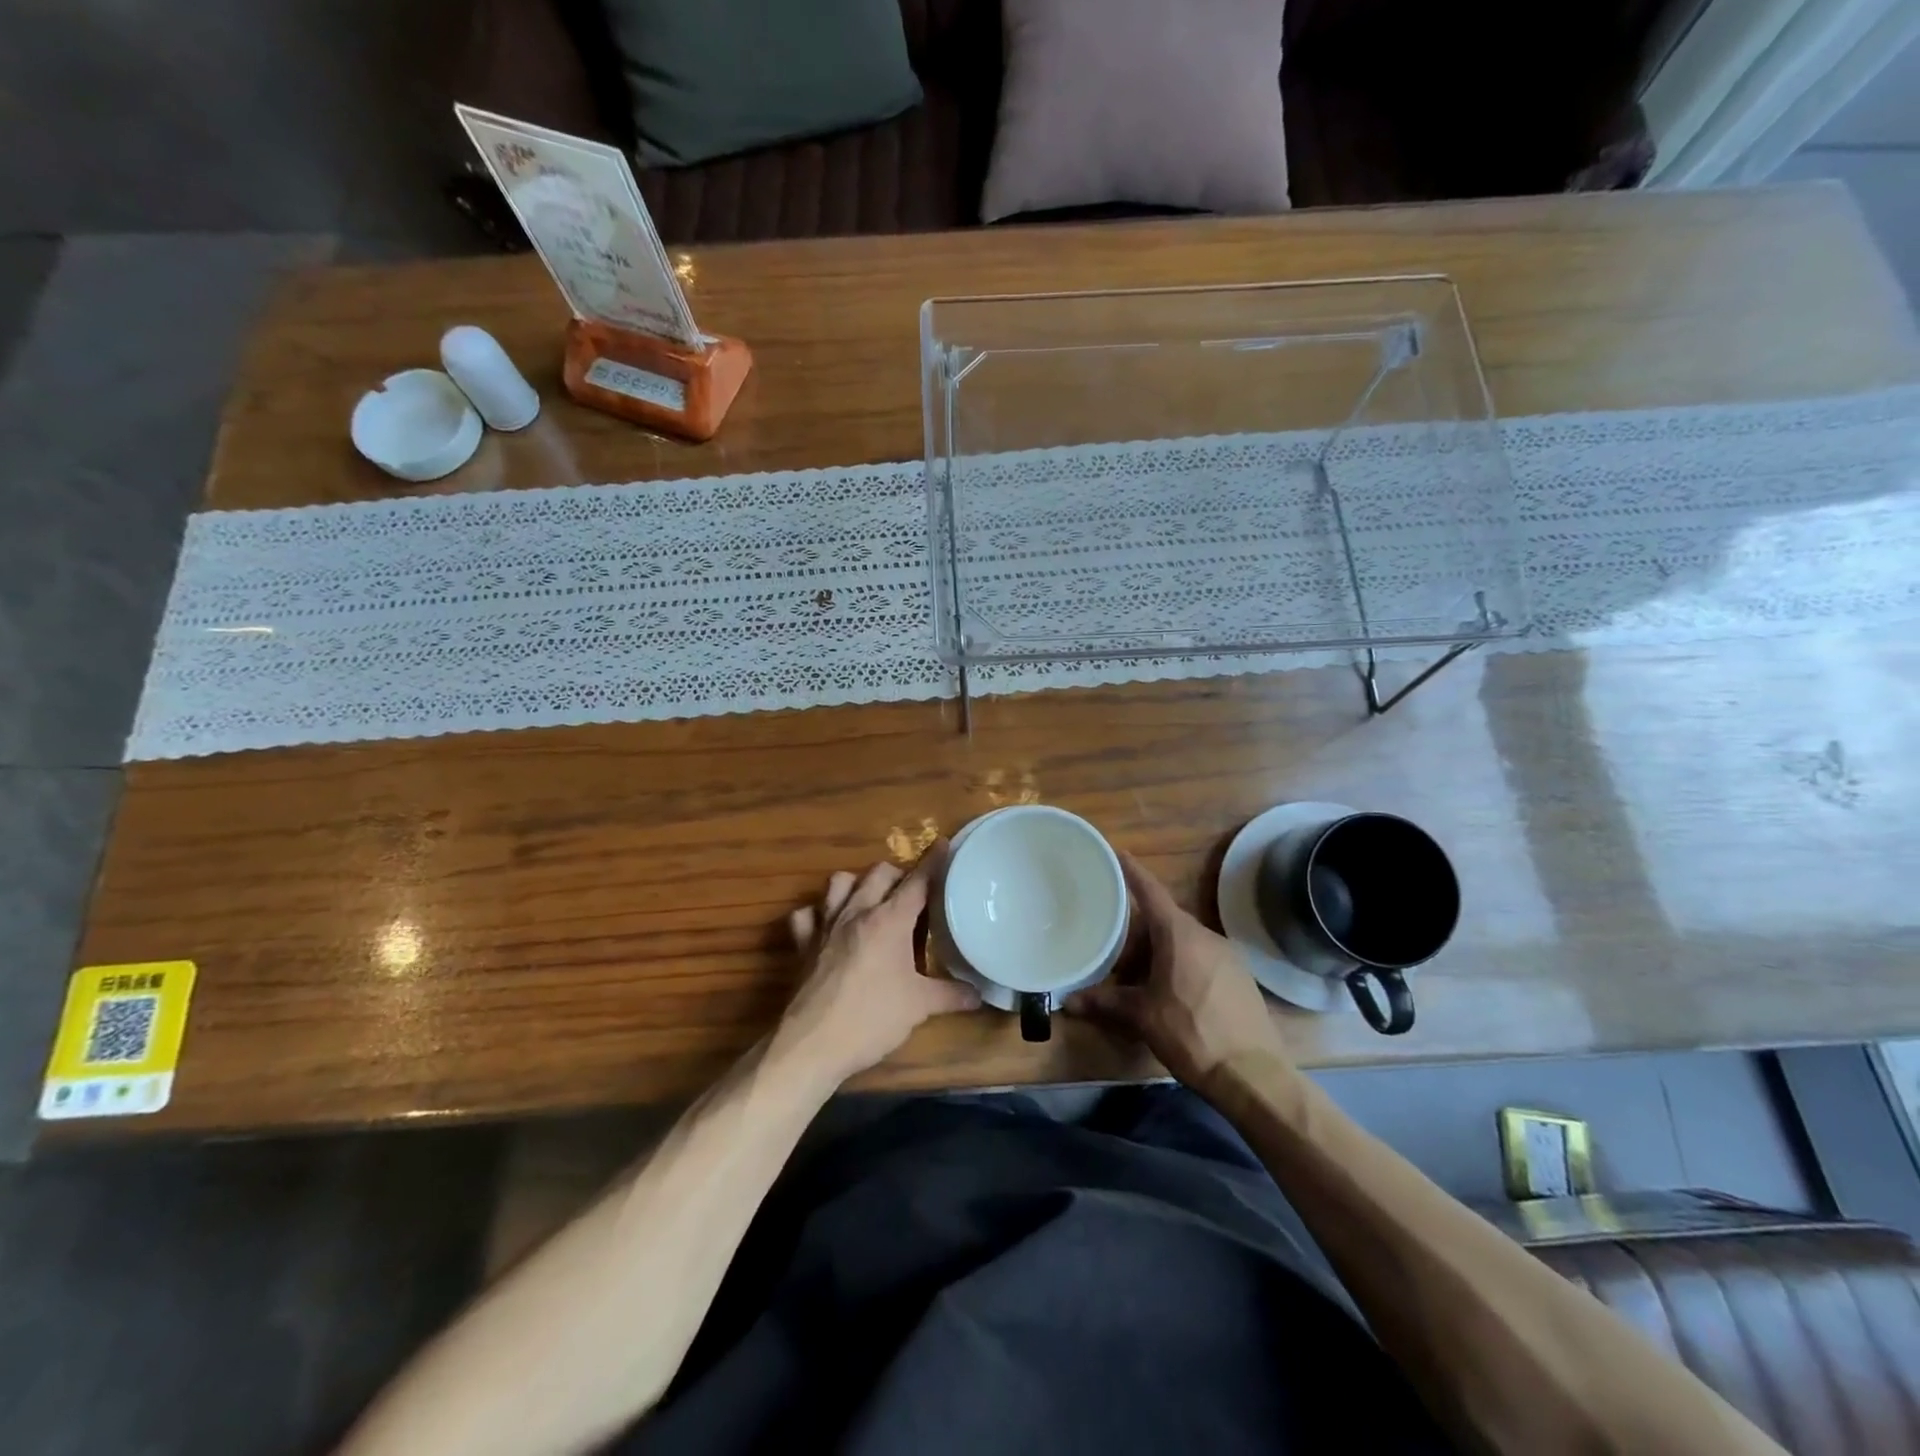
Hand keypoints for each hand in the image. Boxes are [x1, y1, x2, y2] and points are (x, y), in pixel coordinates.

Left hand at [772, 844, 980, 1091]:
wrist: (813, 1043)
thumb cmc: (872, 1018)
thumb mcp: (919, 1007)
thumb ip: (950, 995)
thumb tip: (978, 994)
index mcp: (889, 921)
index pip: (917, 882)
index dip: (933, 862)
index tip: (943, 843)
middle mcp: (857, 912)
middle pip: (878, 873)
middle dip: (897, 874)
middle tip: (911, 892)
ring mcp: (826, 925)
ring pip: (839, 882)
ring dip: (856, 883)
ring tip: (870, 898)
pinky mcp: (803, 944)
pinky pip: (805, 915)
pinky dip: (817, 914)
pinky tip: (827, 925)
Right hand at [1065, 851, 1284, 1089]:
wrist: (1252, 1075)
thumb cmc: (1191, 1033)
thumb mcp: (1142, 1017)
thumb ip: (1105, 1003)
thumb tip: (1068, 1001)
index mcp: (1179, 934)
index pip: (1151, 892)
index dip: (1132, 872)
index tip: (1118, 853)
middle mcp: (1206, 935)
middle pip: (1165, 921)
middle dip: (1139, 934)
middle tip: (1114, 953)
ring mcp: (1228, 956)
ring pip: (1184, 942)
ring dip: (1160, 953)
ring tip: (1139, 980)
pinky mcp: (1241, 978)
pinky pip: (1202, 959)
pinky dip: (1181, 965)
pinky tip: (1171, 994)